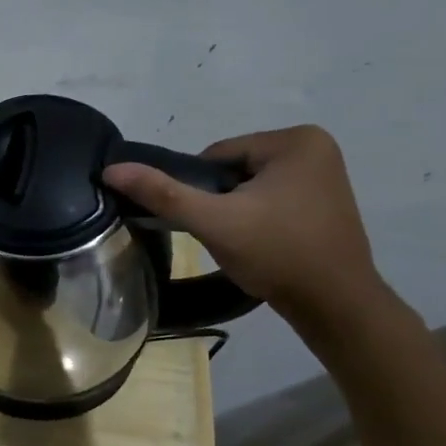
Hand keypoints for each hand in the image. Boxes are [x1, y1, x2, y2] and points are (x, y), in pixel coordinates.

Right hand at [102, 125, 383, 325]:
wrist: (334, 305)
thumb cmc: (277, 254)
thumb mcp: (213, 221)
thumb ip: (162, 193)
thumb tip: (111, 169)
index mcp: (296, 140)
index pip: (216, 155)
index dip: (200, 190)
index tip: (210, 222)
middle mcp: (315, 146)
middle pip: (232, 169)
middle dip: (220, 200)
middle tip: (226, 235)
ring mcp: (324, 173)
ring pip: (248, 186)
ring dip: (235, 210)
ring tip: (243, 242)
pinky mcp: (324, 199)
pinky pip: (270, 198)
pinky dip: (256, 217)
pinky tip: (261, 242)